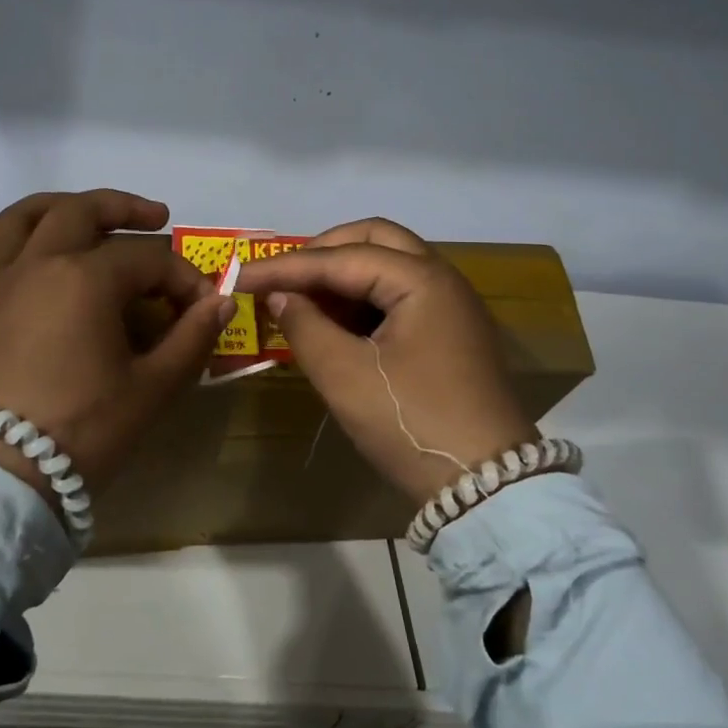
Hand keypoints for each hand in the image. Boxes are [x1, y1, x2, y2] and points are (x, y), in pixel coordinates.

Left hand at [0, 189, 235, 506]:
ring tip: (75, 214)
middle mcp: (31, 264)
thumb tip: (221, 301)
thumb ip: (192, 338)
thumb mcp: (152, 389)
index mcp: (84, 279)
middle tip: (151, 219)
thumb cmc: (84, 432)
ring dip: (52, 208)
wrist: (1, 481)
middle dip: (122, 208)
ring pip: (15, 220)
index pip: (146, 259)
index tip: (199, 304)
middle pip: (78, 212)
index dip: (181, 276)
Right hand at [233, 218, 533, 507]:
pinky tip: (336, 322)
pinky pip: (401, 294)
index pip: (341, 257)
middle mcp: (443, 279)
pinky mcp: (451, 332)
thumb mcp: (345, 376)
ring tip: (303, 300)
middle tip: (284, 277)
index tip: (240, 276)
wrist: (487, 488)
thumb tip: (278, 297)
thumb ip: (304, 326)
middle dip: (323, 252)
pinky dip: (365, 298)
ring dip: (345, 274)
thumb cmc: (411, 424)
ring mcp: (452, 305)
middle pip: (375, 239)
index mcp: (422, 280)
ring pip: (391, 264)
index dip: (285, 266)